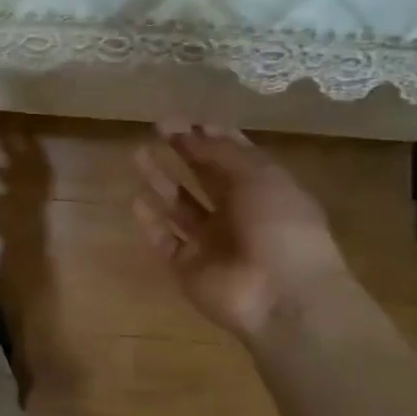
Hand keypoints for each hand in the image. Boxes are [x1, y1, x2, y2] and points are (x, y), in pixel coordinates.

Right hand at [131, 123, 350, 340]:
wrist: (281, 296)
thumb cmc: (279, 227)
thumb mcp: (259, 177)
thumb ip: (222, 154)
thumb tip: (195, 130)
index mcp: (264, 191)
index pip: (234, 157)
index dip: (211, 137)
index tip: (185, 119)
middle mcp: (237, 214)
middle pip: (205, 178)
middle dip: (183, 152)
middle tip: (157, 128)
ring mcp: (211, 243)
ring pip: (180, 207)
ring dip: (161, 181)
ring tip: (138, 154)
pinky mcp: (188, 267)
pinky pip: (165, 241)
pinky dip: (151, 223)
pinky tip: (136, 200)